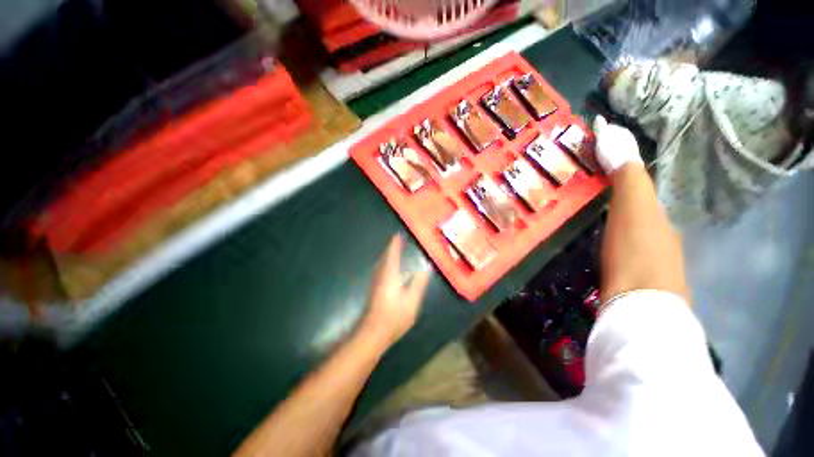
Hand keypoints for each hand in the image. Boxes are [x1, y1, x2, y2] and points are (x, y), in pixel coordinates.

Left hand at [360, 235, 430, 346]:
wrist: (373, 333)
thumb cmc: (394, 316)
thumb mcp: (412, 300)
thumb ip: (419, 283)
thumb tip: (425, 268)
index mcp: (389, 274)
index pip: (392, 254)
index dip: (395, 243)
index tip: (398, 234)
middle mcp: (380, 275)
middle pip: (385, 257)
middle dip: (391, 248)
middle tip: (398, 240)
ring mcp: (376, 282)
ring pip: (382, 263)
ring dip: (388, 255)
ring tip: (396, 251)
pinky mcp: (375, 290)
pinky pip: (381, 270)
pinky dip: (387, 264)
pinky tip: (391, 269)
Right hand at [593, 115, 642, 173]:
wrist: (624, 169)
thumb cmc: (611, 152)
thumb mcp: (602, 138)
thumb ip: (600, 128)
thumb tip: (598, 116)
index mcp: (621, 129)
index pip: (608, 126)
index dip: (599, 131)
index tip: (590, 137)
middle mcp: (627, 136)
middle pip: (612, 136)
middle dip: (603, 139)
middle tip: (593, 146)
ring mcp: (629, 147)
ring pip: (615, 144)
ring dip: (608, 147)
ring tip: (599, 154)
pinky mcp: (628, 157)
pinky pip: (617, 153)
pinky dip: (611, 154)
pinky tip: (606, 159)